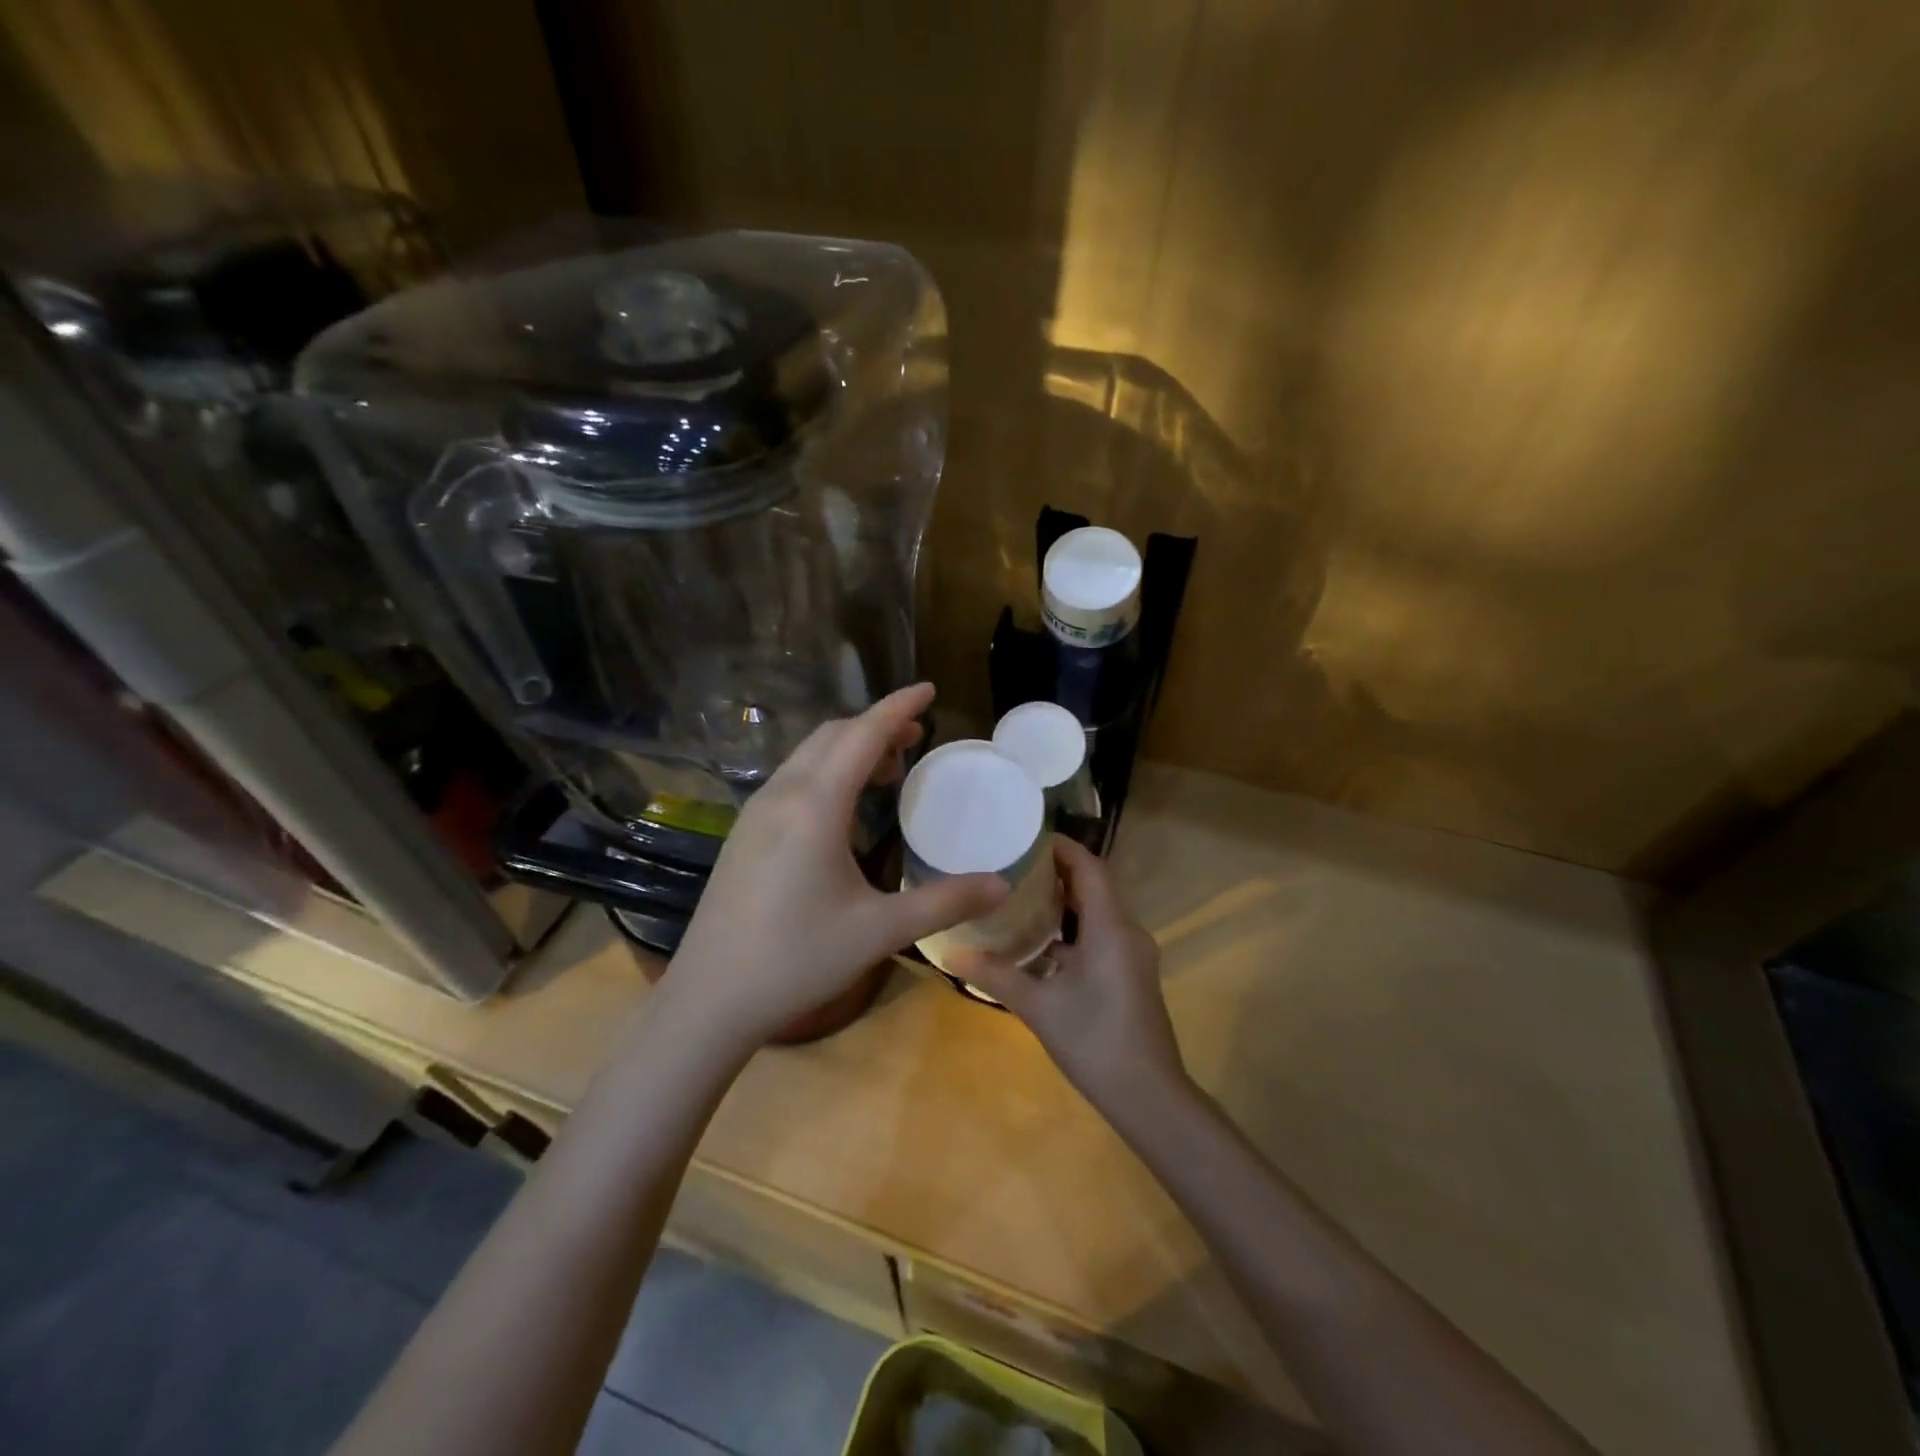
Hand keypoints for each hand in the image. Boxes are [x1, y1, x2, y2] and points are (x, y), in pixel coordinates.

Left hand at [654, 683, 1007, 1052]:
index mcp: (814, 806)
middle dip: (876, 725)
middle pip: (832, 736)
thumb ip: (945, 901)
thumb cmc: (797, 959)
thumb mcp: (880, 930)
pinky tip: (844, 808)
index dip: (897, 707)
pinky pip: (793, 778)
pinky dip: (827, 770)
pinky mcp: (744, 833)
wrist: (709, 998)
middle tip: (917, 736)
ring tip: (889, 770)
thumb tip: (1002, 886)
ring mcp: (755, 813)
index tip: (928, 688)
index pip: (862, 735)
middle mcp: (781, 796)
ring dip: (850, 748)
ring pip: (808, 755)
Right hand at [956, 837, 1186, 1116]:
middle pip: (1095, 885)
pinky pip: (1103, 933)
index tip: (1026, 837)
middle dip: (1058, 871)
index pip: (1089, 868)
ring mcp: (1133, 954)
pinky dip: (1075, 927)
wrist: (1149, 1096)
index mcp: (1110, 928)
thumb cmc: (1094, 1041)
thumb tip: (949, 952)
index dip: (1062, 848)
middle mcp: (1127, 932)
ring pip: (1099, 911)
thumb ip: (995, 974)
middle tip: (1014, 864)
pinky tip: (1042, 941)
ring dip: (1066, 900)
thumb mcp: (1038, 1006)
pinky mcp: (1132, 973)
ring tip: (1022, 894)